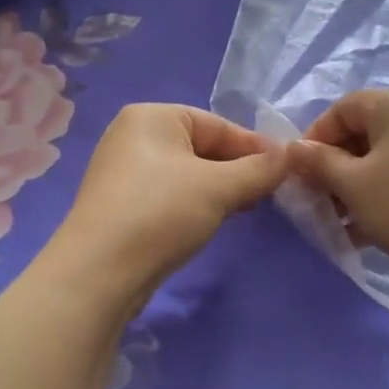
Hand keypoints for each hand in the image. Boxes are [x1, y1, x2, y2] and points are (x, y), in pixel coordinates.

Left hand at [46, 104, 286, 307]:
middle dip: (236, 170)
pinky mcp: (120, 206)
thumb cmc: (160, 213)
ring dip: (217, 190)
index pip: (217, 125)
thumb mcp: (219, 187)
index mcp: (151, 116)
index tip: (286, 171)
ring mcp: (122, 172)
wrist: (99, 272)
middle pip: (201, 147)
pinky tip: (209, 223)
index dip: (255, 147)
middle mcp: (132, 136)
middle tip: (267, 195)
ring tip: (243, 209)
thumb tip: (289, 155)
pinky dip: (193, 205)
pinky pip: (168, 195)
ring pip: (186, 174)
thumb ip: (258, 169)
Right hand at [286, 89, 388, 281]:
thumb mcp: (352, 185)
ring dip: (359, 185)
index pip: (341, 109)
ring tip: (346, 224)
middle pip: (365, 132)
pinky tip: (375, 229)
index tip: (301, 175)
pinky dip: (388, 192)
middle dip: (336, 167)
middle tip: (322, 203)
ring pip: (388, 156)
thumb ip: (318, 163)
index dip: (315, 139)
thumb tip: (295, 149)